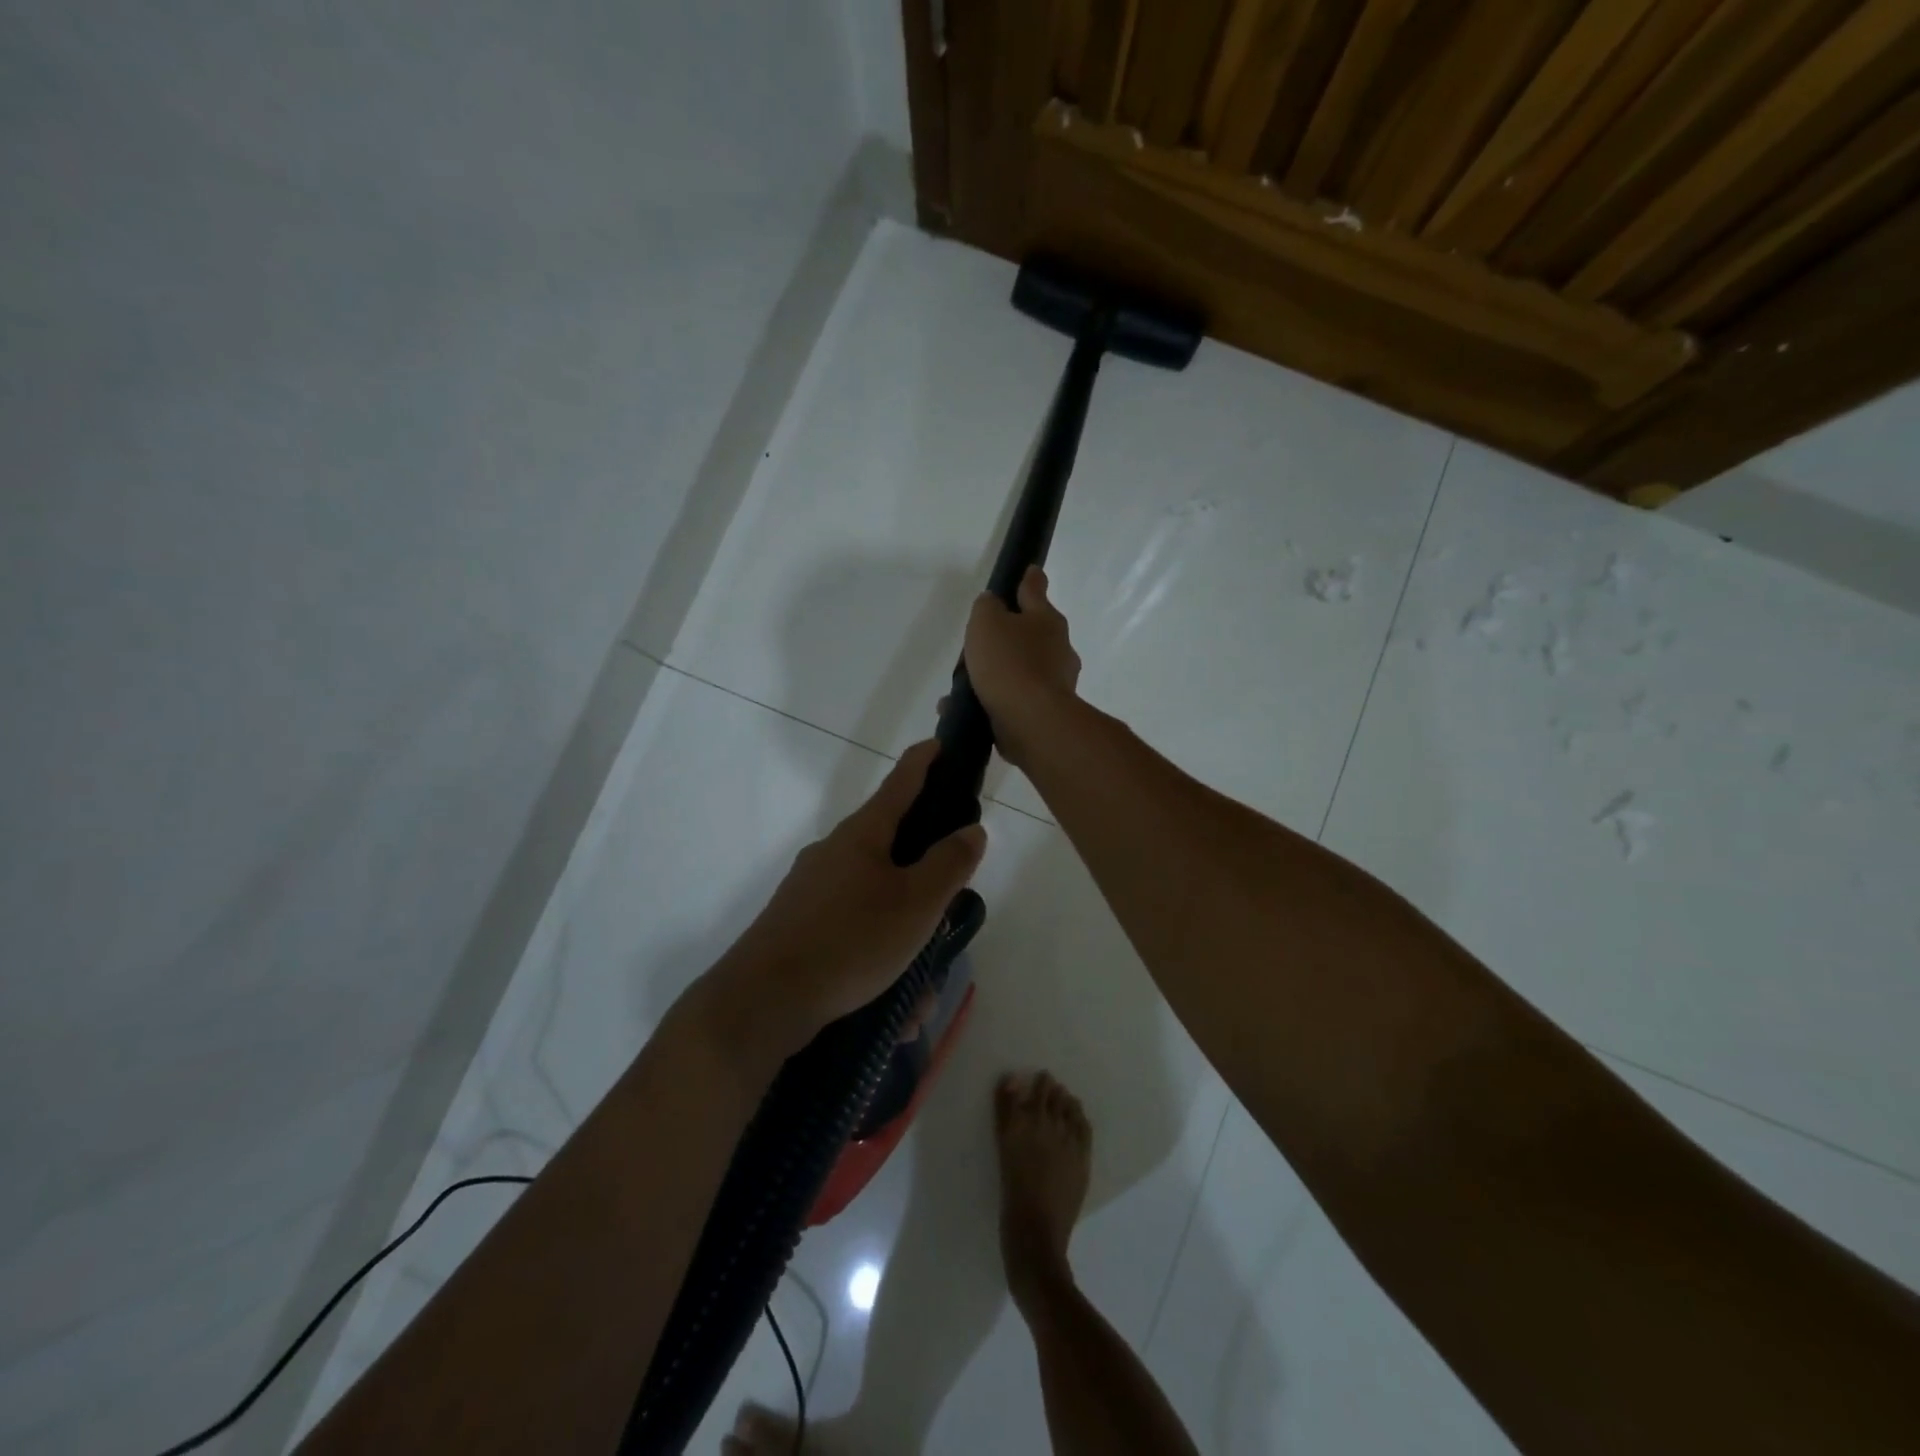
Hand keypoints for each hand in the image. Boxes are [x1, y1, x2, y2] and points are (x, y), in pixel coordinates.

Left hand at [708, 741, 986, 1058]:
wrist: (763, 1000)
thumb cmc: (850, 941)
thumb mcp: (916, 904)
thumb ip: (949, 864)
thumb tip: (971, 829)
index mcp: (862, 834)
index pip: (901, 782)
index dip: (925, 760)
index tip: (941, 743)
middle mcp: (834, 851)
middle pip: (891, 843)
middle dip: (924, 871)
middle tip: (948, 902)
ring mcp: (812, 888)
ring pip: (875, 897)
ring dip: (903, 931)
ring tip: (919, 983)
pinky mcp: (800, 923)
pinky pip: (853, 928)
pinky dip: (878, 954)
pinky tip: (890, 1001)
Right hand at [964, 566, 1081, 768]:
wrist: (1032, 721)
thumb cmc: (1009, 663)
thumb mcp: (987, 623)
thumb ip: (987, 607)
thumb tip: (992, 604)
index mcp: (1046, 620)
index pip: (1035, 591)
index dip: (1029, 580)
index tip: (1031, 570)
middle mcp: (1057, 649)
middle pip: (1029, 635)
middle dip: (1007, 637)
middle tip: (979, 643)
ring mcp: (1054, 683)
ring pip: (1019, 670)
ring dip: (994, 674)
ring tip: (962, 685)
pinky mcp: (1044, 712)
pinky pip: (1013, 700)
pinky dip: (992, 700)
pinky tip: (965, 708)